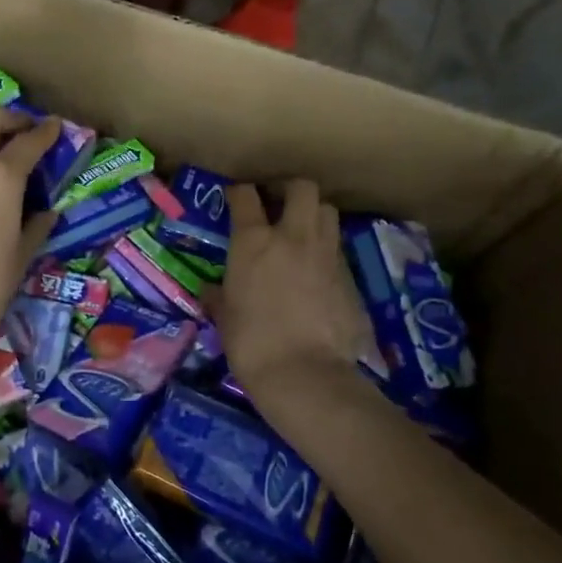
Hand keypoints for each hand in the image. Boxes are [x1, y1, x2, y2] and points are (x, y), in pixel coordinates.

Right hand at [218, 180, 371, 401]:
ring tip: (301, 232)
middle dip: (290, 189)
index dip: (240, 192)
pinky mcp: (350, 277)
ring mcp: (326, 254)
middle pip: (302, 188)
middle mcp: (293, 236)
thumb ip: (219, 296)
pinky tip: (316, 272)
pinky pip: (338, 250)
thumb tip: (211, 290)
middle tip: (278, 204)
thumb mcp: (225, 318)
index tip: (236, 197)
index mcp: (254, 241)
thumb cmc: (251, 343)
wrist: (305, 374)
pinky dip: (326, 252)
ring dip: (314, 215)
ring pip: (328, 212)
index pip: (245, 195)